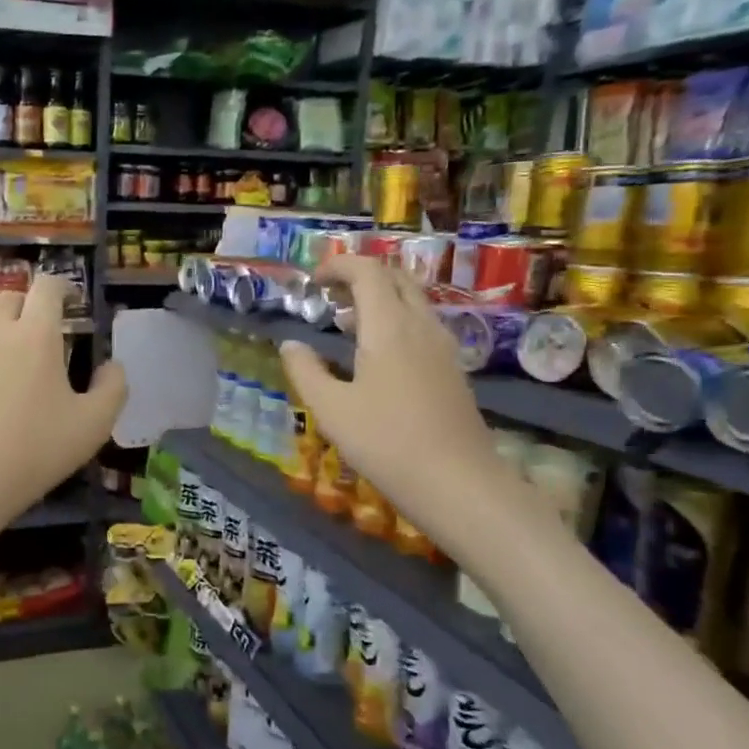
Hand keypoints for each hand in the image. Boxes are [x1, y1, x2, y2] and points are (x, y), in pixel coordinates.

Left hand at [0, 275, 124, 544]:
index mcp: (35, 335)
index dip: (64, 287)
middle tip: (47, 335)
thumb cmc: (33, 452)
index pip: (47, 287)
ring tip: (20, 378)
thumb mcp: (92, 426)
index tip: (74, 304)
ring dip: (5, 338)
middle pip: (9, 299)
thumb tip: (112, 366)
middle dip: (30, 306)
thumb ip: (112, 388)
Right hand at [278, 255, 514, 558]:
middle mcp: (421, 325)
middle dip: (361, 276)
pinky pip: (422, 325)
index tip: (313, 282)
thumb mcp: (330, 409)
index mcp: (389, 326)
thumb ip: (305, 371)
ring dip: (379, 299)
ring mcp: (443, 347)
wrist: (457, 482)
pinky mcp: (452, 369)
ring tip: (347, 324)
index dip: (339, 266)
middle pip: (396, 278)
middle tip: (330, 297)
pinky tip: (377, 356)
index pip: (368, 271)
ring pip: (412, 301)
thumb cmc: (386, 442)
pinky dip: (395, 321)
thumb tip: (291, 344)